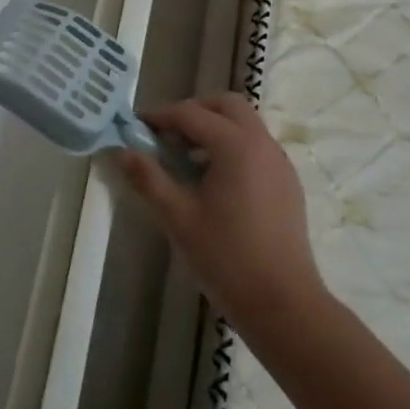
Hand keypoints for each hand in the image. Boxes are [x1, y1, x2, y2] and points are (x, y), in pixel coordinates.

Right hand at [115, 94, 324, 326]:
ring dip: (213, 127)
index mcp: (236, 146)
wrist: (283, 303)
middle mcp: (263, 145)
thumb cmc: (226, 257)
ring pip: (245, 124)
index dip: (159, 117)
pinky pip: (256, 147)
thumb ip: (148, 178)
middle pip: (226, 105)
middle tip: (165, 135)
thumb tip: (123, 151)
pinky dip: (231, 146)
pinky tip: (212, 180)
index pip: (191, 114)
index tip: (135, 128)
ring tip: (184, 159)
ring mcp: (280, 164)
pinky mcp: (287, 183)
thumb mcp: (177, 217)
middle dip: (193, 111)